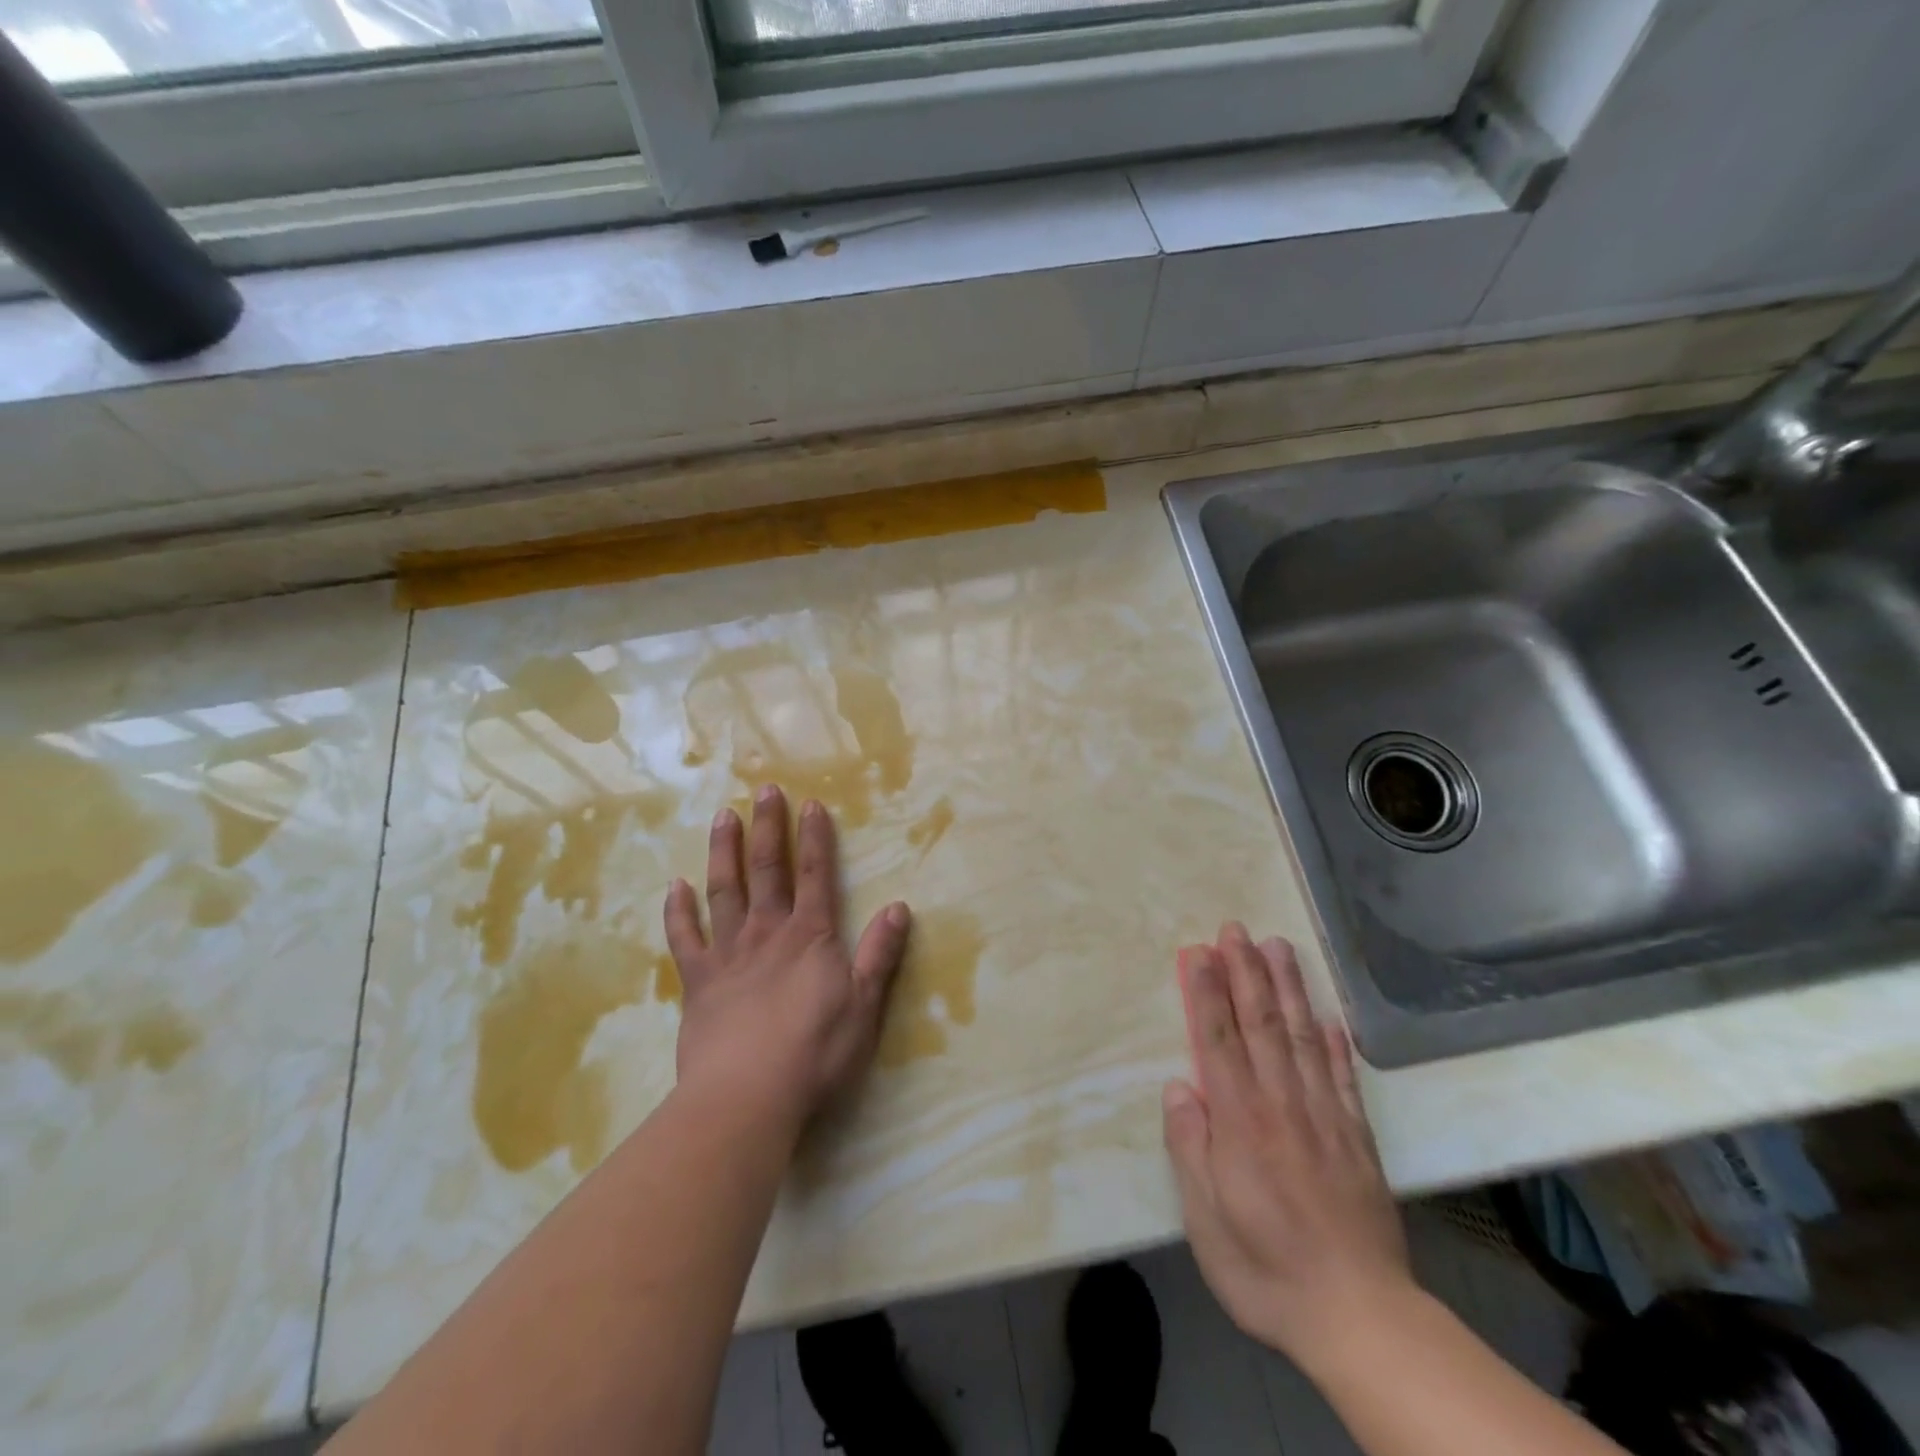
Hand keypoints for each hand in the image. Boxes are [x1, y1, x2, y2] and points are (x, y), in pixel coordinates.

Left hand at [663, 785, 910, 1131]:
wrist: (746, 1097)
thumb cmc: (814, 1053)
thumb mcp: (863, 1006)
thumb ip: (879, 955)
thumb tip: (898, 907)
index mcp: (810, 937)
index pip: (814, 875)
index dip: (814, 838)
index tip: (811, 803)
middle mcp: (767, 933)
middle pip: (768, 870)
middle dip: (768, 828)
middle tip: (763, 791)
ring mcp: (728, 954)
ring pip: (725, 891)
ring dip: (725, 852)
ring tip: (723, 817)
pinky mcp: (698, 982)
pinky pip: (684, 939)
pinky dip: (678, 911)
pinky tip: (674, 886)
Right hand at [1162, 924, 1411, 1369]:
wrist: (1360, 1319)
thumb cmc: (1266, 1270)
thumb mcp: (1206, 1220)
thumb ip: (1190, 1149)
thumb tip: (1180, 1088)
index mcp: (1241, 1123)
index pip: (1218, 1042)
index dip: (1206, 993)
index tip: (1198, 952)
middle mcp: (1282, 1106)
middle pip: (1261, 1026)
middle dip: (1246, 973)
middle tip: (1235, 930)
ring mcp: (1325, 1118)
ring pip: (1302, 1038)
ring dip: (1287, 989)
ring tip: (1277, 947)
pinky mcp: (1357, 1138)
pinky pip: (1344, 1078)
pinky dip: (1335, 1042)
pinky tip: (1328, 1015)